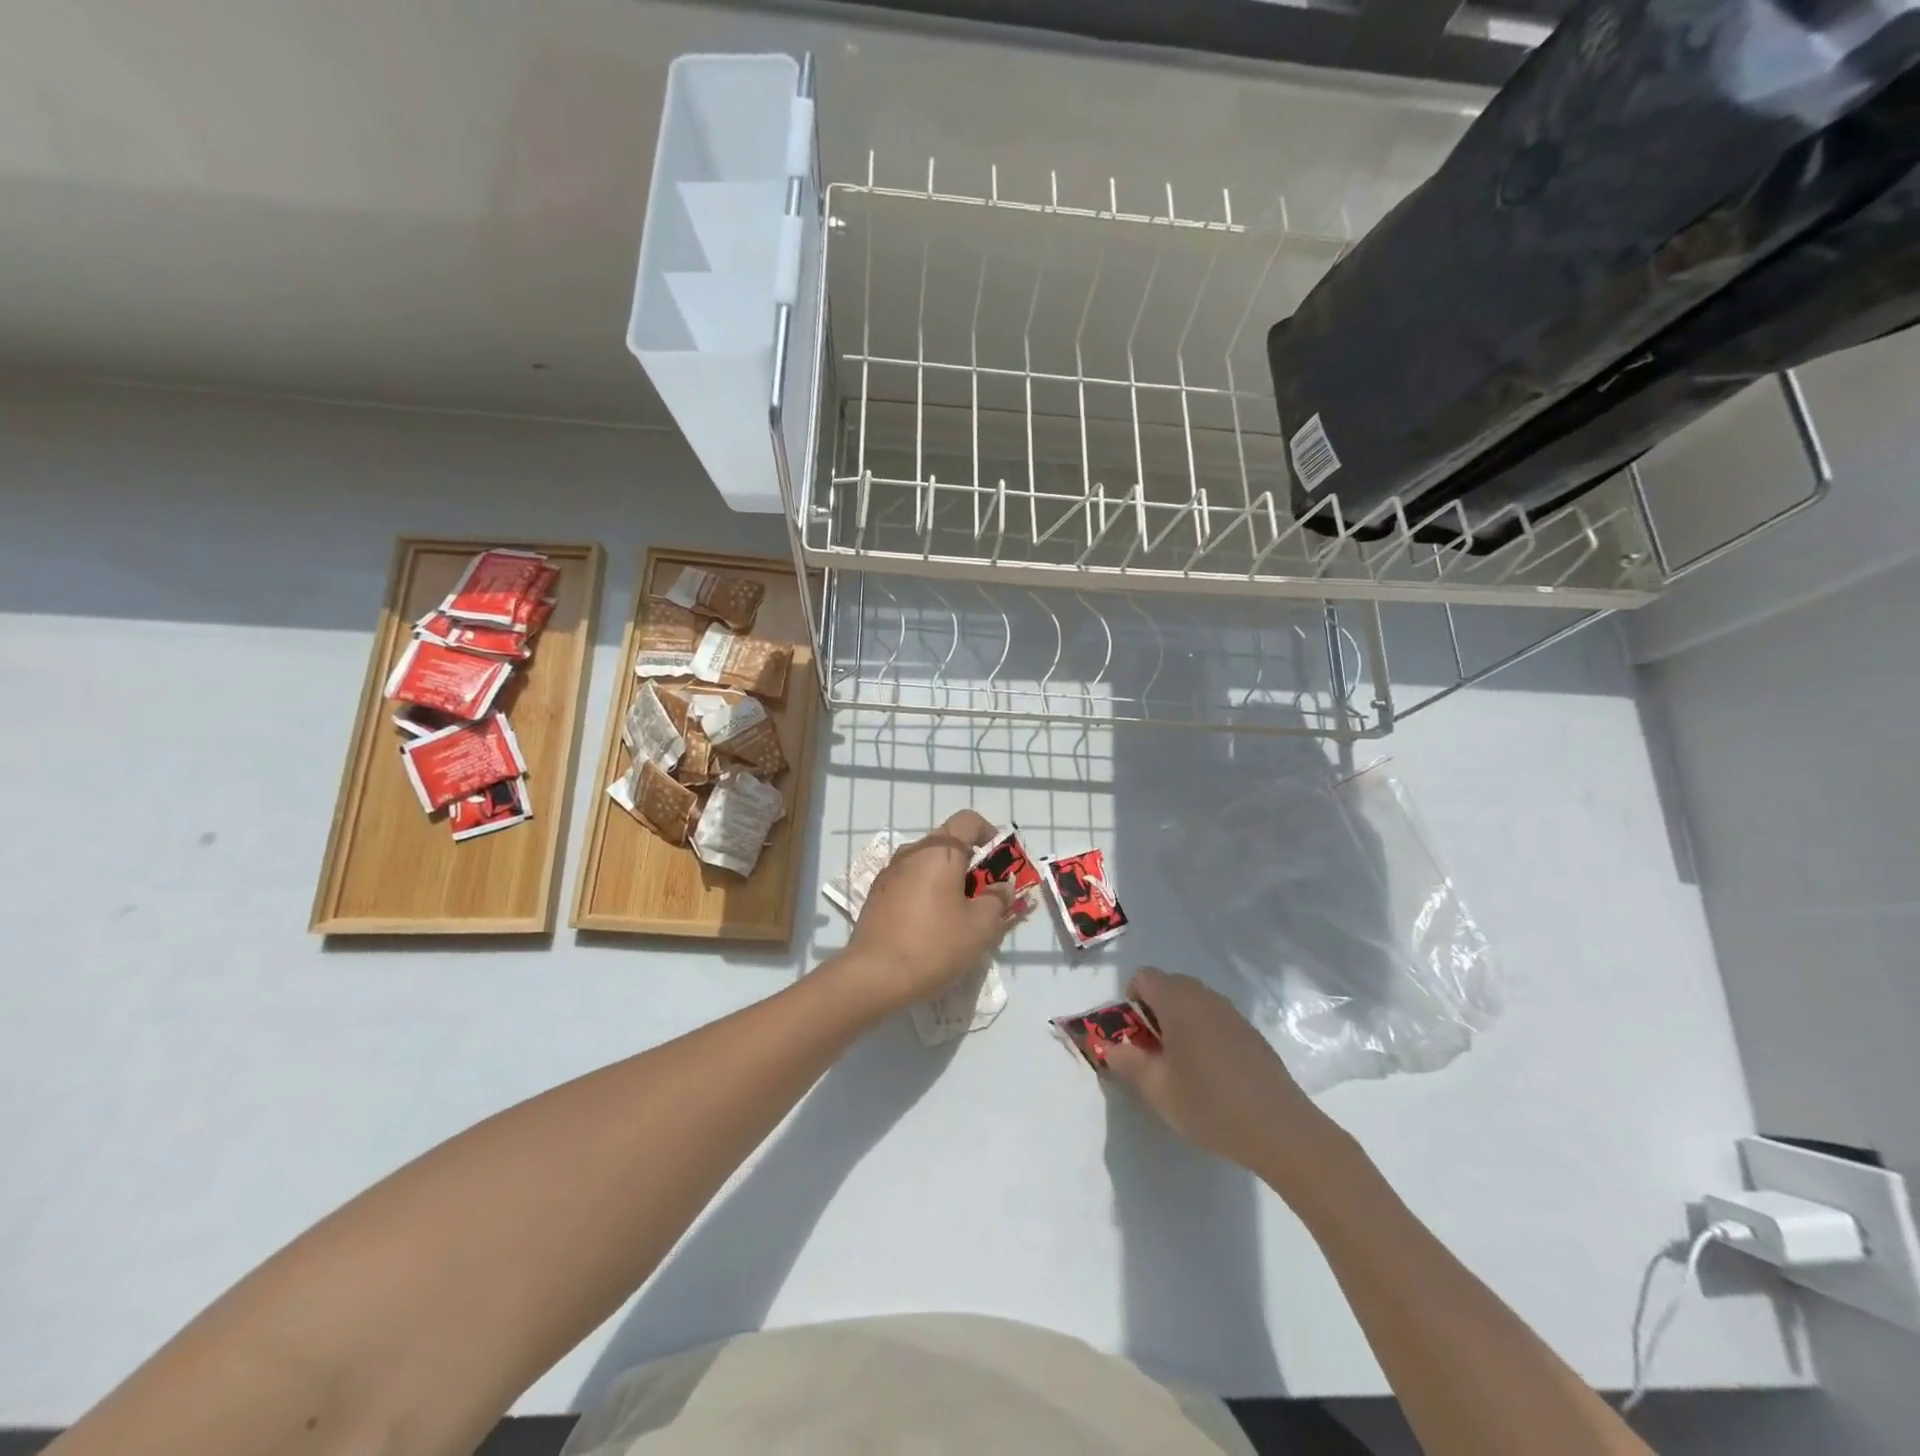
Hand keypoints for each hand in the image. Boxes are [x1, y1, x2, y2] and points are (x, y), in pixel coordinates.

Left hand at [833, 810, 1014, 1016]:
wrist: (873, 976)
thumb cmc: (934, 944)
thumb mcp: (980, 927)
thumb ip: (997, 900)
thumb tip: (1002, 886)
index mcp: (939, 851)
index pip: (968, 821)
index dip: (989, 834)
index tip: (999, 863)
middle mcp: (911, 852)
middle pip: (948, 844)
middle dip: (971, 865)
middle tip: (984, 897)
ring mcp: (889, 872)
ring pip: (927, 865)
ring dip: (947, 881)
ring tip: (958, 916)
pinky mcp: (876, 895)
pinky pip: (910, 883)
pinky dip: (926, 894)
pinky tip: (930, 926)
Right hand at [1104, 967, 1336, 1176]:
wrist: (1281, 1130)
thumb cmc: (1210, 1105)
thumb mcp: (1157, 1090)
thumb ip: (1127, 1062)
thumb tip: (1111, 1047)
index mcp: (1178, 1002)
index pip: (1144, 977)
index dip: (1131, 1000)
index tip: (1135, 1036)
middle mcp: (1205, 997)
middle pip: (1169, 985)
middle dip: (1154, 1010)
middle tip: (1154, 1051)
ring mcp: (1232, 1013)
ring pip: (1194, 1001)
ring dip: (1180, 1021)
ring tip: (1182, 1064)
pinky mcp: (1251, 1032)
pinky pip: (1215, 1017)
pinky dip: (1204, 1032)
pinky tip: (1213, 1073)